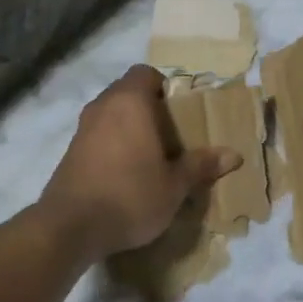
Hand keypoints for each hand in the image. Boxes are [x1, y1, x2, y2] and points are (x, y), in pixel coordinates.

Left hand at [39, 66, 241, 259]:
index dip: (163, 86)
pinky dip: (112, 145)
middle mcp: (103, 106)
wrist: (69, 228)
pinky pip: (97, 136)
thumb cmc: (130, 195)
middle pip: (127, 92)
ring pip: (110, 115)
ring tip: (150, 156)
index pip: (145, 73)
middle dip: (148, 108)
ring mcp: (82, 129)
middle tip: (171, 135)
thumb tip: (234, 155)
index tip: (178, 111)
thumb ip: (201, 166)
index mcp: (130, 102)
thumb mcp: (174, 185)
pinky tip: (125, 174)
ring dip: (128, 127)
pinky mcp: (69, 153)